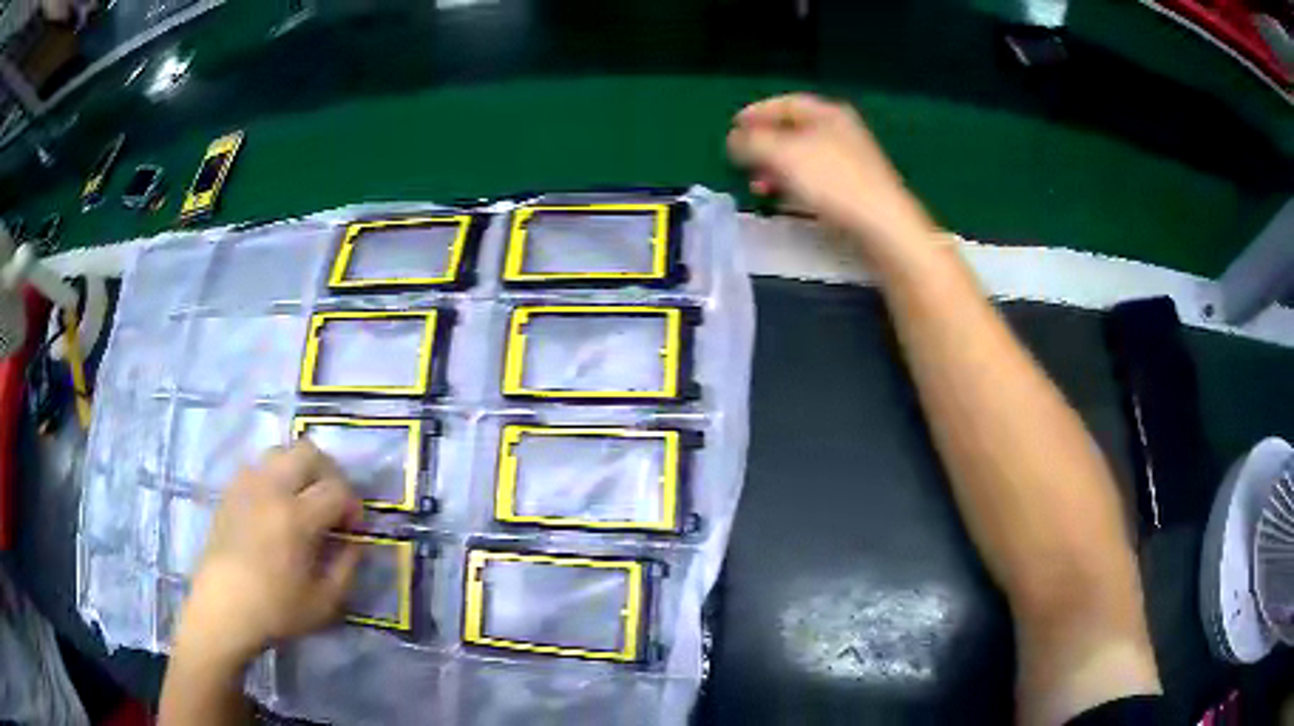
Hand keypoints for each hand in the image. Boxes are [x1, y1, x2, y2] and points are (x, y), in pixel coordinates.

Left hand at [173, 440, 363, 668]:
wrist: (223, 608)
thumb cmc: (276, 610)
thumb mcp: (325, 601)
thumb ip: (347, 566)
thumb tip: (354, 541)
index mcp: (297, 517)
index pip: (337, 489)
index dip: (353, 506)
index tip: (353, 530)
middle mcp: (272, 489)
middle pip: (309, 452)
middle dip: (329, 474)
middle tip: (332, 504)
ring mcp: (247, 484)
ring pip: (281, 452)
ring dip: (299, 471)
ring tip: (302, 501)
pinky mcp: (231, 490)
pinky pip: (258, 466)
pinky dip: (274, 477)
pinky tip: (274, 507)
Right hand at [727, 93, 938, 266]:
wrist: (882, 227)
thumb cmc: (832, 182)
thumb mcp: (782, 154)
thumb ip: (752, 142)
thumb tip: (734, 139)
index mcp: (828, 114)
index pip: (785, 103)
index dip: (756, 112)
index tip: (732, 127)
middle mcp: (841, 132)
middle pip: (794, 131)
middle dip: (764, 145)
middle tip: (741, 160)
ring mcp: (850, 163)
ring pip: (803, 158)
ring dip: (776, 169)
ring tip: (757, 187)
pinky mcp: (854, 191)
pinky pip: (815, 181)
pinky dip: (794, 186)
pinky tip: (784, 202)